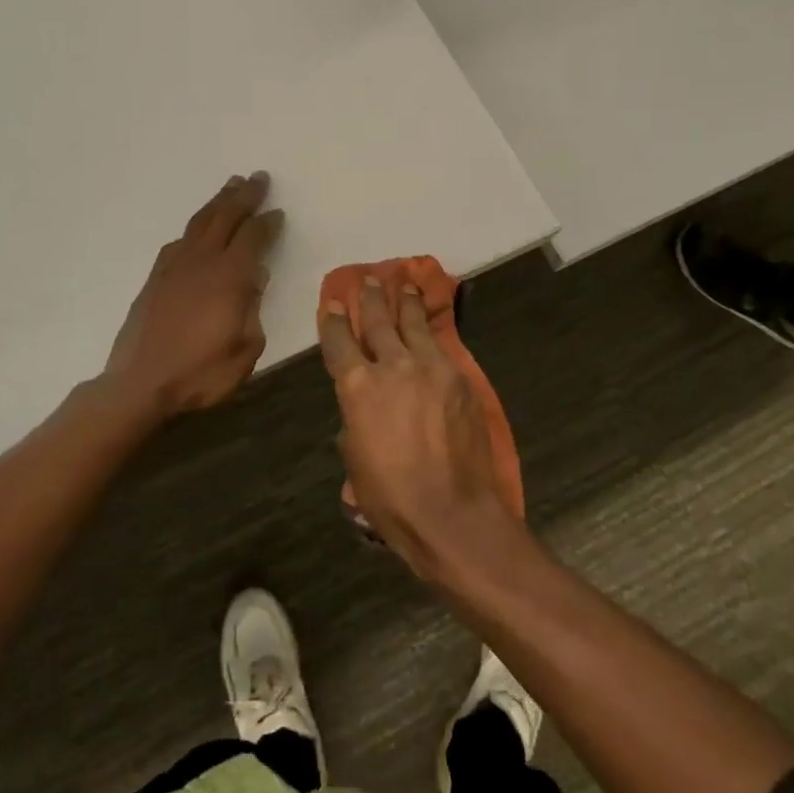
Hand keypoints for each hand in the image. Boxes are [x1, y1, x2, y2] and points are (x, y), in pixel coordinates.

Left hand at [101, 173, 283, 421]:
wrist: (139, 382)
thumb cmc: (200, 372)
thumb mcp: (245, 348)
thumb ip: (253, 308)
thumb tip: (255, 277)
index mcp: (229, 276)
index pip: (253, 237)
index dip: (267, 223)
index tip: (278, 212)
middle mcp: (202, 261)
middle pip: (225, 217)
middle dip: (244, 196)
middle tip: (258, 178)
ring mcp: (174, 267)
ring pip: (200, 222)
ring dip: (218, 202)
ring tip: (231, 186)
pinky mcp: (155, 278)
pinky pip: (178, 241)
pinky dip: (194, 227)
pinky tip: (197, 230)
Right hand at [321, 279, 517, 578]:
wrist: (452, 513)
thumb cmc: (391, 497)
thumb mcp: (356, 459)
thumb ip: (356, 420)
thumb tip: (363, 408)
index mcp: (357, 387)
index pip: (340, 342)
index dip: (335, 321)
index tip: (335, 303)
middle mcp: (392, 366)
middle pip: (379, 322)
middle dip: (372, 298)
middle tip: (370, 279)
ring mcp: (430, 368)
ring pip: (414, 324)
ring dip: (406, 303)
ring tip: (405, 285)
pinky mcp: (459, 378)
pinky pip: (440, 346)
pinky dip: (431, 332)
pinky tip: (430, 326)